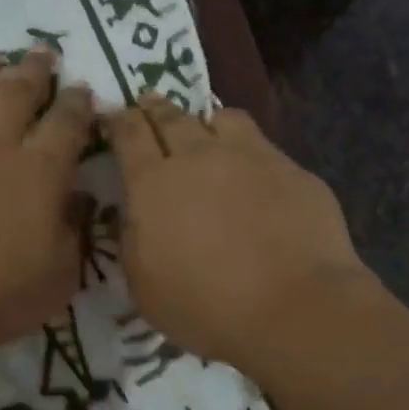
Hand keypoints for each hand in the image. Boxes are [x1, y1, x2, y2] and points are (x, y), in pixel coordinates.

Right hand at [104, 96, 368, 376]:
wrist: (295, 307)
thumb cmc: (206, 306)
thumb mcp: (144, 287)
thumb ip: (132, 241)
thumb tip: (131, 213)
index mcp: (154, 182)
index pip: (130, 133)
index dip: (119, 120)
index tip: (114, 115)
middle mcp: (199, 156)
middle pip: (171, 116)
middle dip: (155, 106)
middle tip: (148, 101)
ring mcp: (251, 157)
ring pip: (223, 118)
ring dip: (207, 121)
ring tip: (207, 131)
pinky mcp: (292, 170)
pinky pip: (264, 147)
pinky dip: (251, 153)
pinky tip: (257, 175)